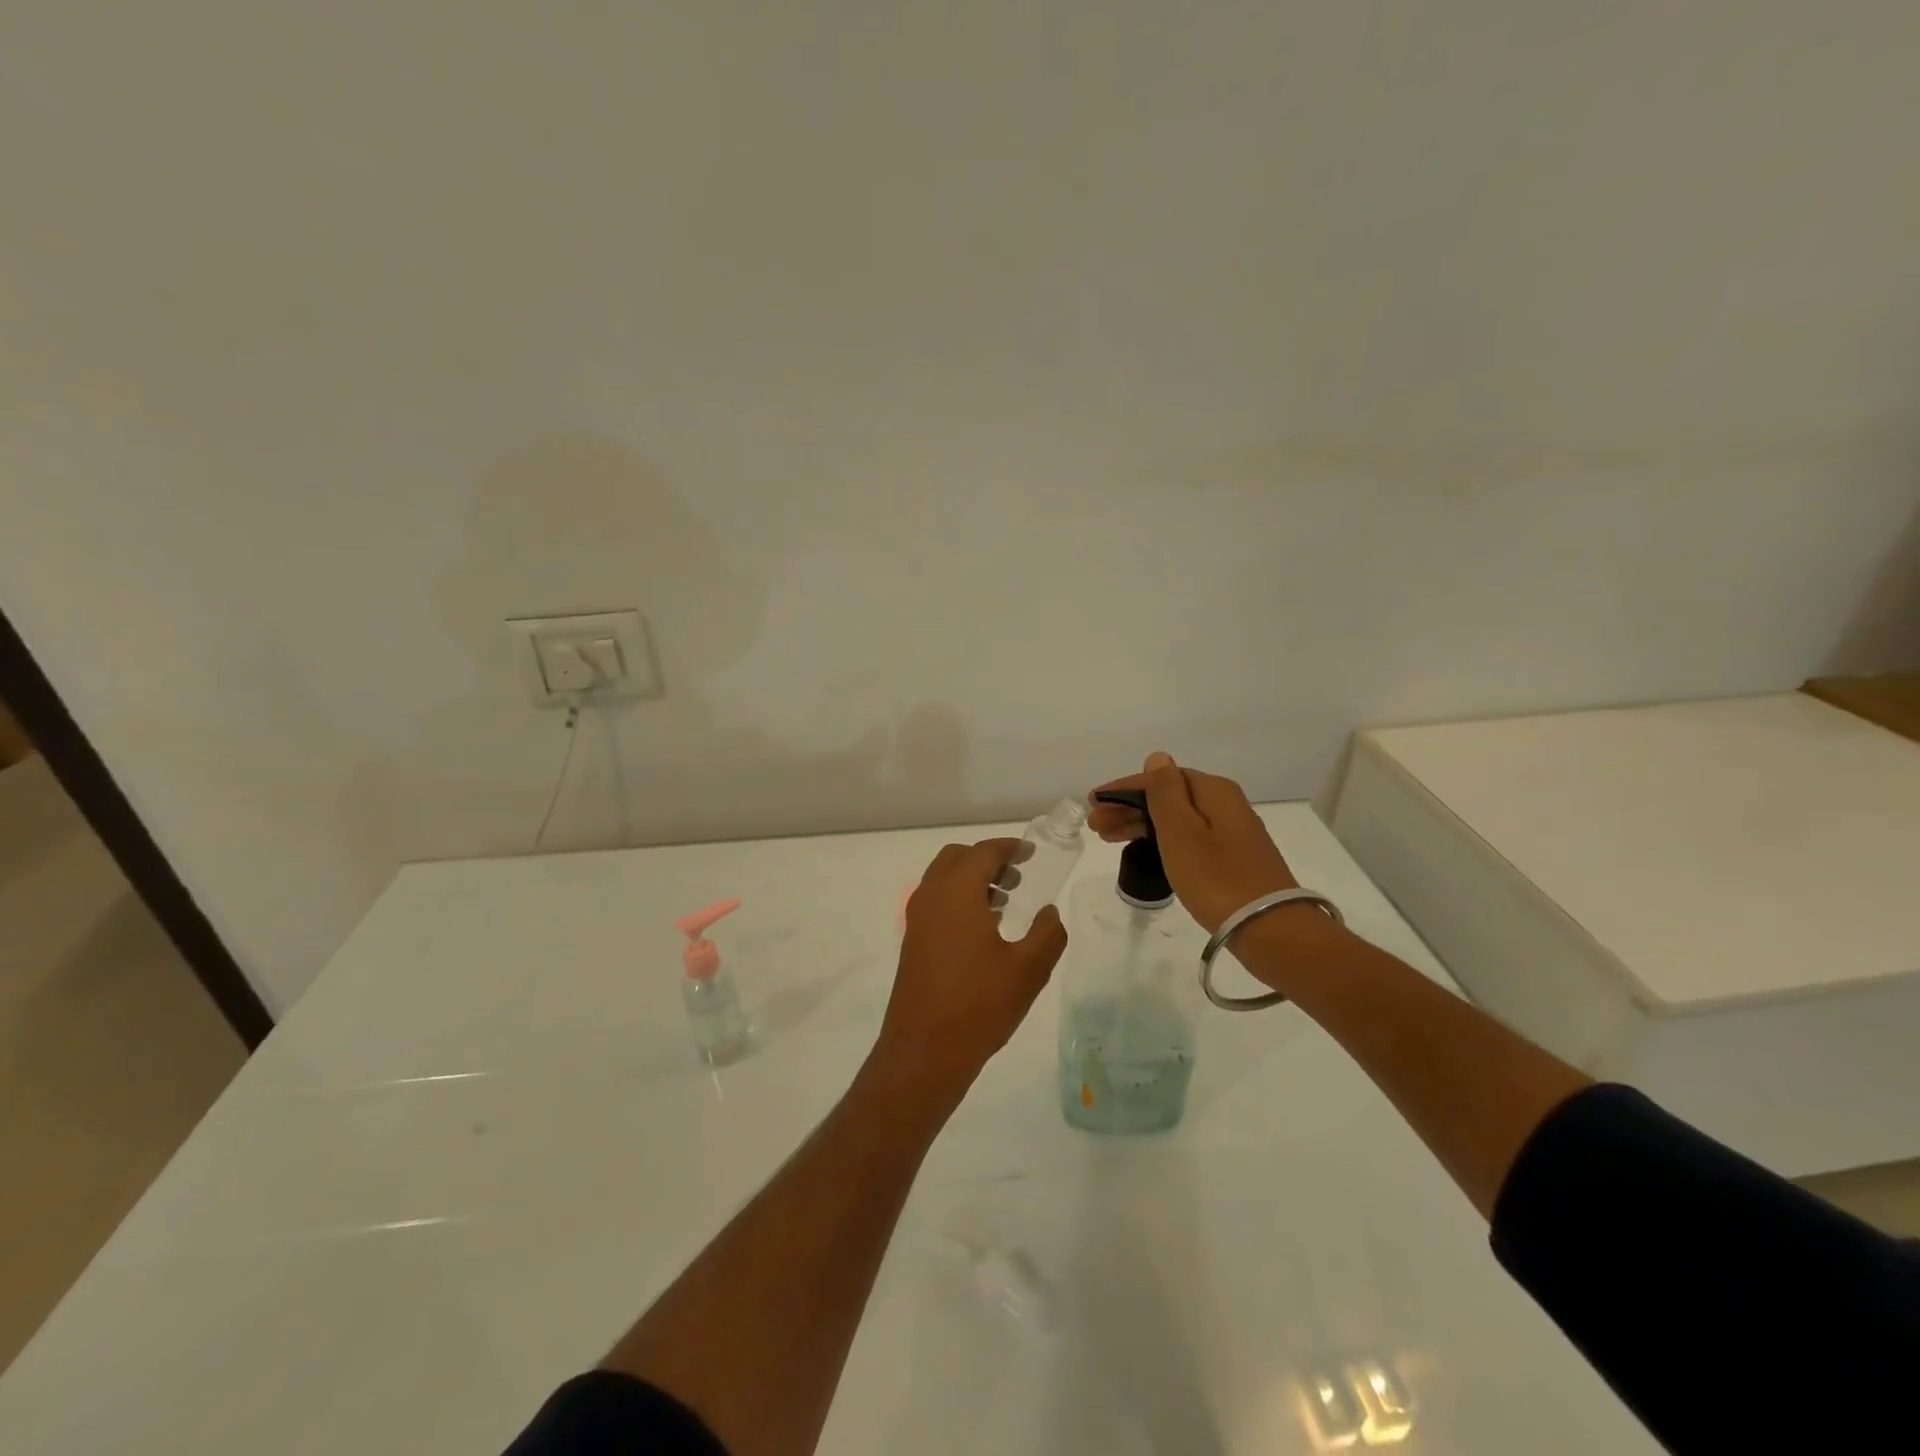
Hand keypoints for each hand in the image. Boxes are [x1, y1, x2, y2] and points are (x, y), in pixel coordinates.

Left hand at [877, 838, 1068, 1094]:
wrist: (924, 1052)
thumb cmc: (979, 1005)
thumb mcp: (1028, 970)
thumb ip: (1047, 933)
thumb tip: (1050, 912)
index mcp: (957, 892)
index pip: (983, 852)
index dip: (1010, 848)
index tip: (1031, 854)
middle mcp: (931, 897)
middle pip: (957, 857)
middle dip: (987, 859)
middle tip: (1018, 877)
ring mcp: (916, 920)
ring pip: (943, 879)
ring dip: (972, 879)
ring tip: (1005, 902)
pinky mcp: (912, 942)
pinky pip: (936, 902)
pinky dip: (959, 899)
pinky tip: (984, 929)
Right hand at [1088, 752, 1299, 933]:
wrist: (1269, 929)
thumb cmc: (1216, 877)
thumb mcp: (1181, 832)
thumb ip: (1165, 793)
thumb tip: (1158, 757)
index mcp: (1214, 791)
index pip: (1160, 778)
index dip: (1123, 788)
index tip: (1093, 802)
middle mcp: (1225, 804)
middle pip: (1169, 797)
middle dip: (1129, 808)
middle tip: (1095, 825)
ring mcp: (1231, 833)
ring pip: (1176, 819)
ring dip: (1141, 824)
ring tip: (1109, 838)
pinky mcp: (1232, 859)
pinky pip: (1188, 838)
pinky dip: (1161, 840)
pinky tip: (1145, 850)